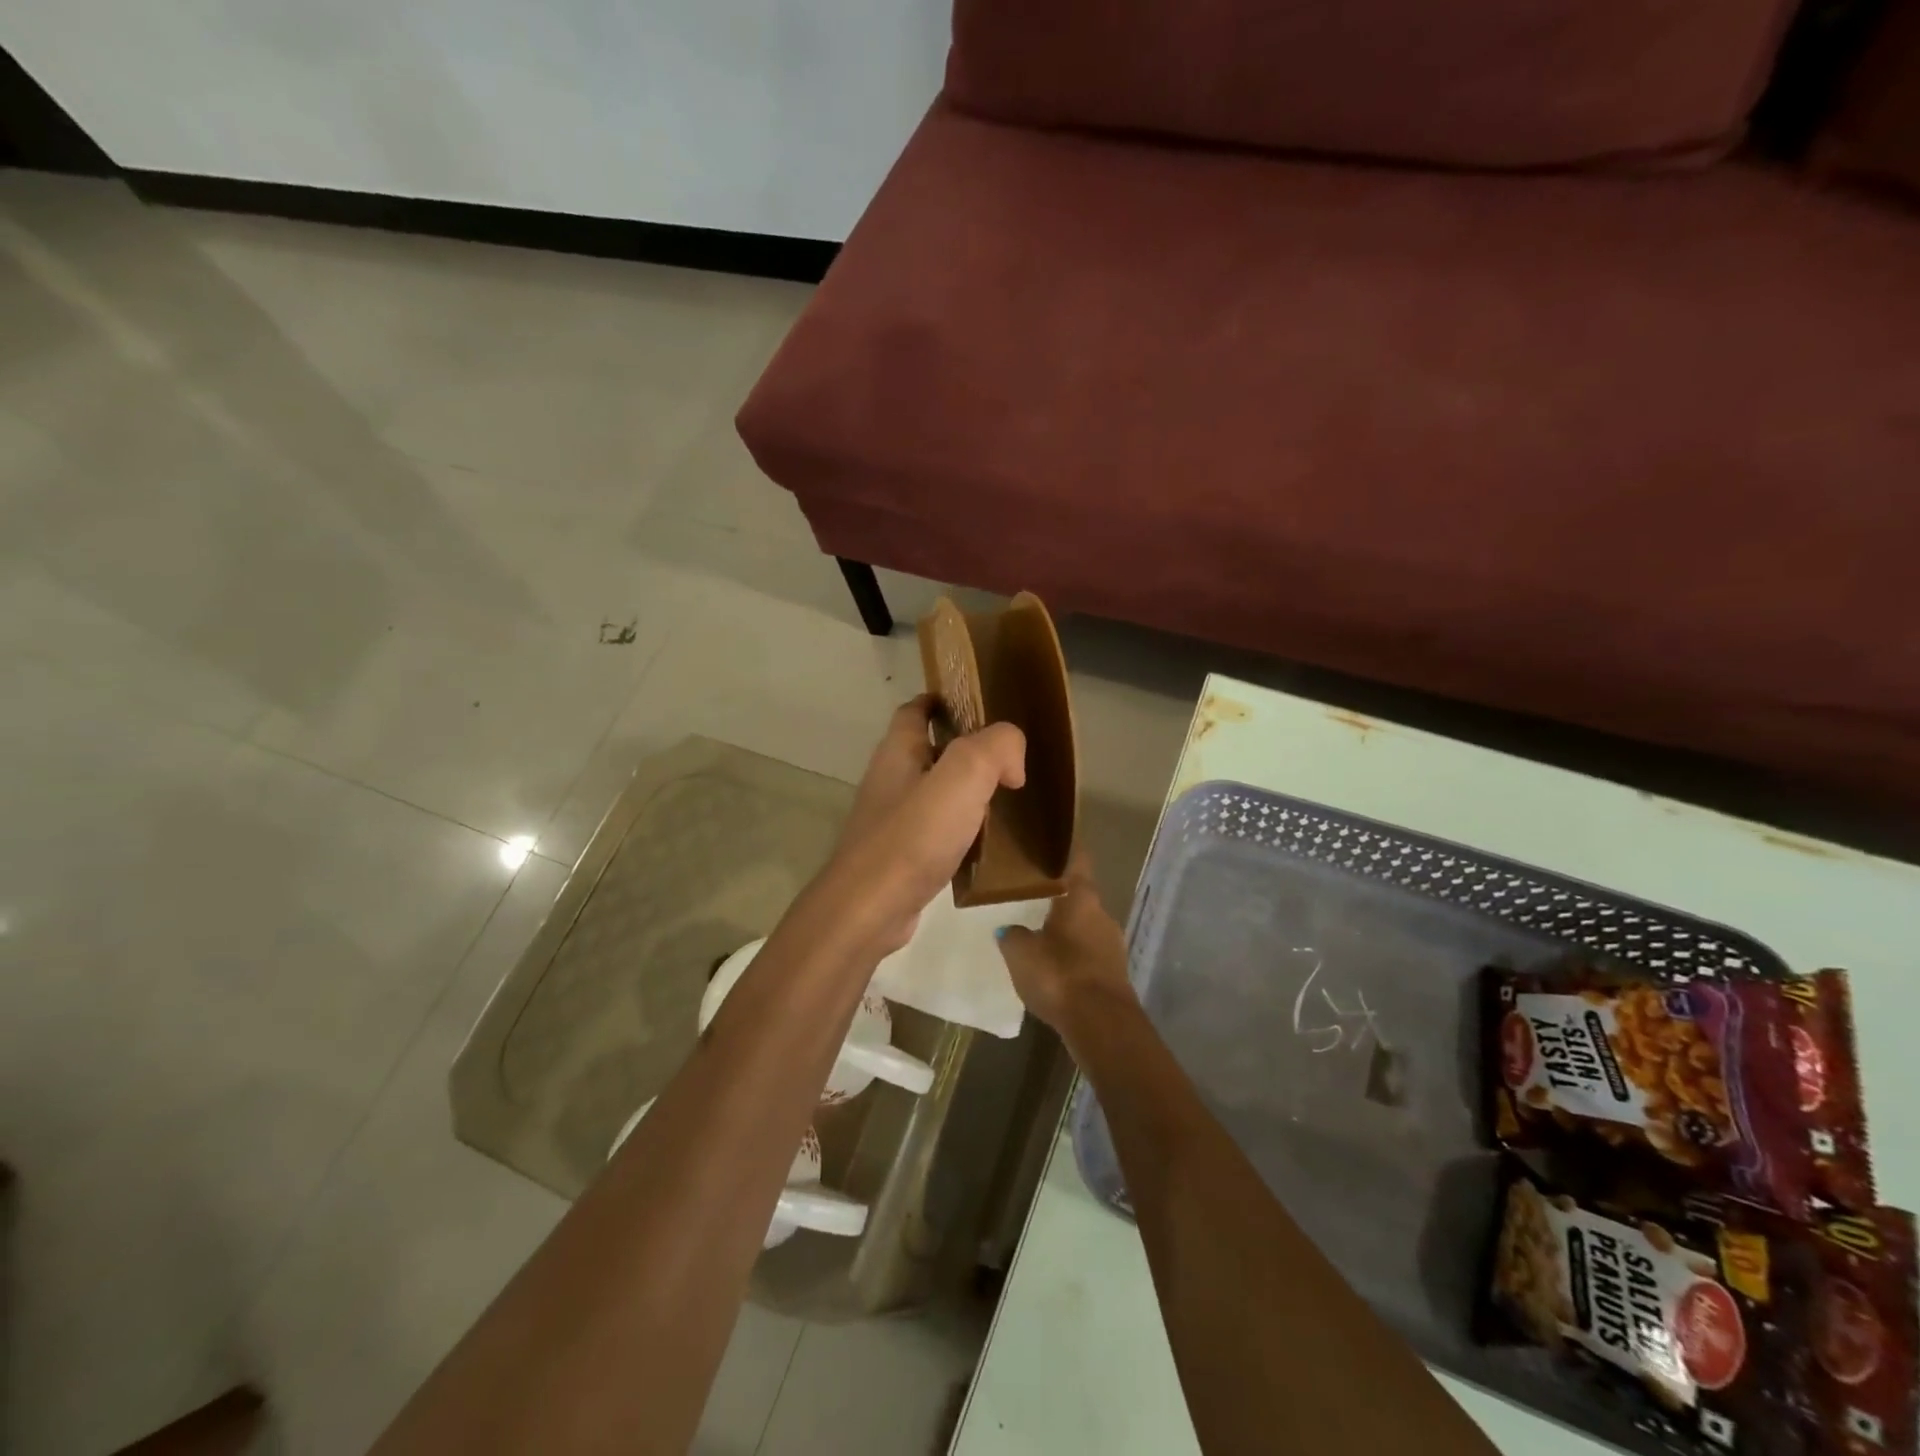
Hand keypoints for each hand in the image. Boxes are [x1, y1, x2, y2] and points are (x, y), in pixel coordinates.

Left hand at [826, 697, 1025, 954]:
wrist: (869, 908)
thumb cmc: (912, 836)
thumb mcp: (962, 777)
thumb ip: (995, 749)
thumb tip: (1011, 761)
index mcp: (898, 751)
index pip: (916, 710)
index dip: (943, 700)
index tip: (979, 705)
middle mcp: (891, 779)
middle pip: (928, 750)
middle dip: (964, 748)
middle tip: (1007, 758)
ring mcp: (891, 819)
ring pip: (934, 791)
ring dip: (965, 791)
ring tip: (1004, 798)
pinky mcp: (900, 855)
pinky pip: (935, 829)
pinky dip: (960, 828)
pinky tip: (986, 843)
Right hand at [994, 854, 1135, 1032]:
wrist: (1101, 1024)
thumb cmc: (1059, 974)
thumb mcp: (1021, 952)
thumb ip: (1013, 934)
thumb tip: (1009, 927)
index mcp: (1082, 898)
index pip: (1078, 861)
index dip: (1067, 849)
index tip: (1054, 840)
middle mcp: (1102, 914)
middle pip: (1081, 896)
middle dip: (1061, 895)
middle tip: (1034, 893)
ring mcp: (1113, 945)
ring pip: (1086, 926)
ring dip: (1068, 927)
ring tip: (1040, 930)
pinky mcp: (1115, 973)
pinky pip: (1090, 953)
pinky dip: (1074, 954)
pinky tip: (1056, 964)